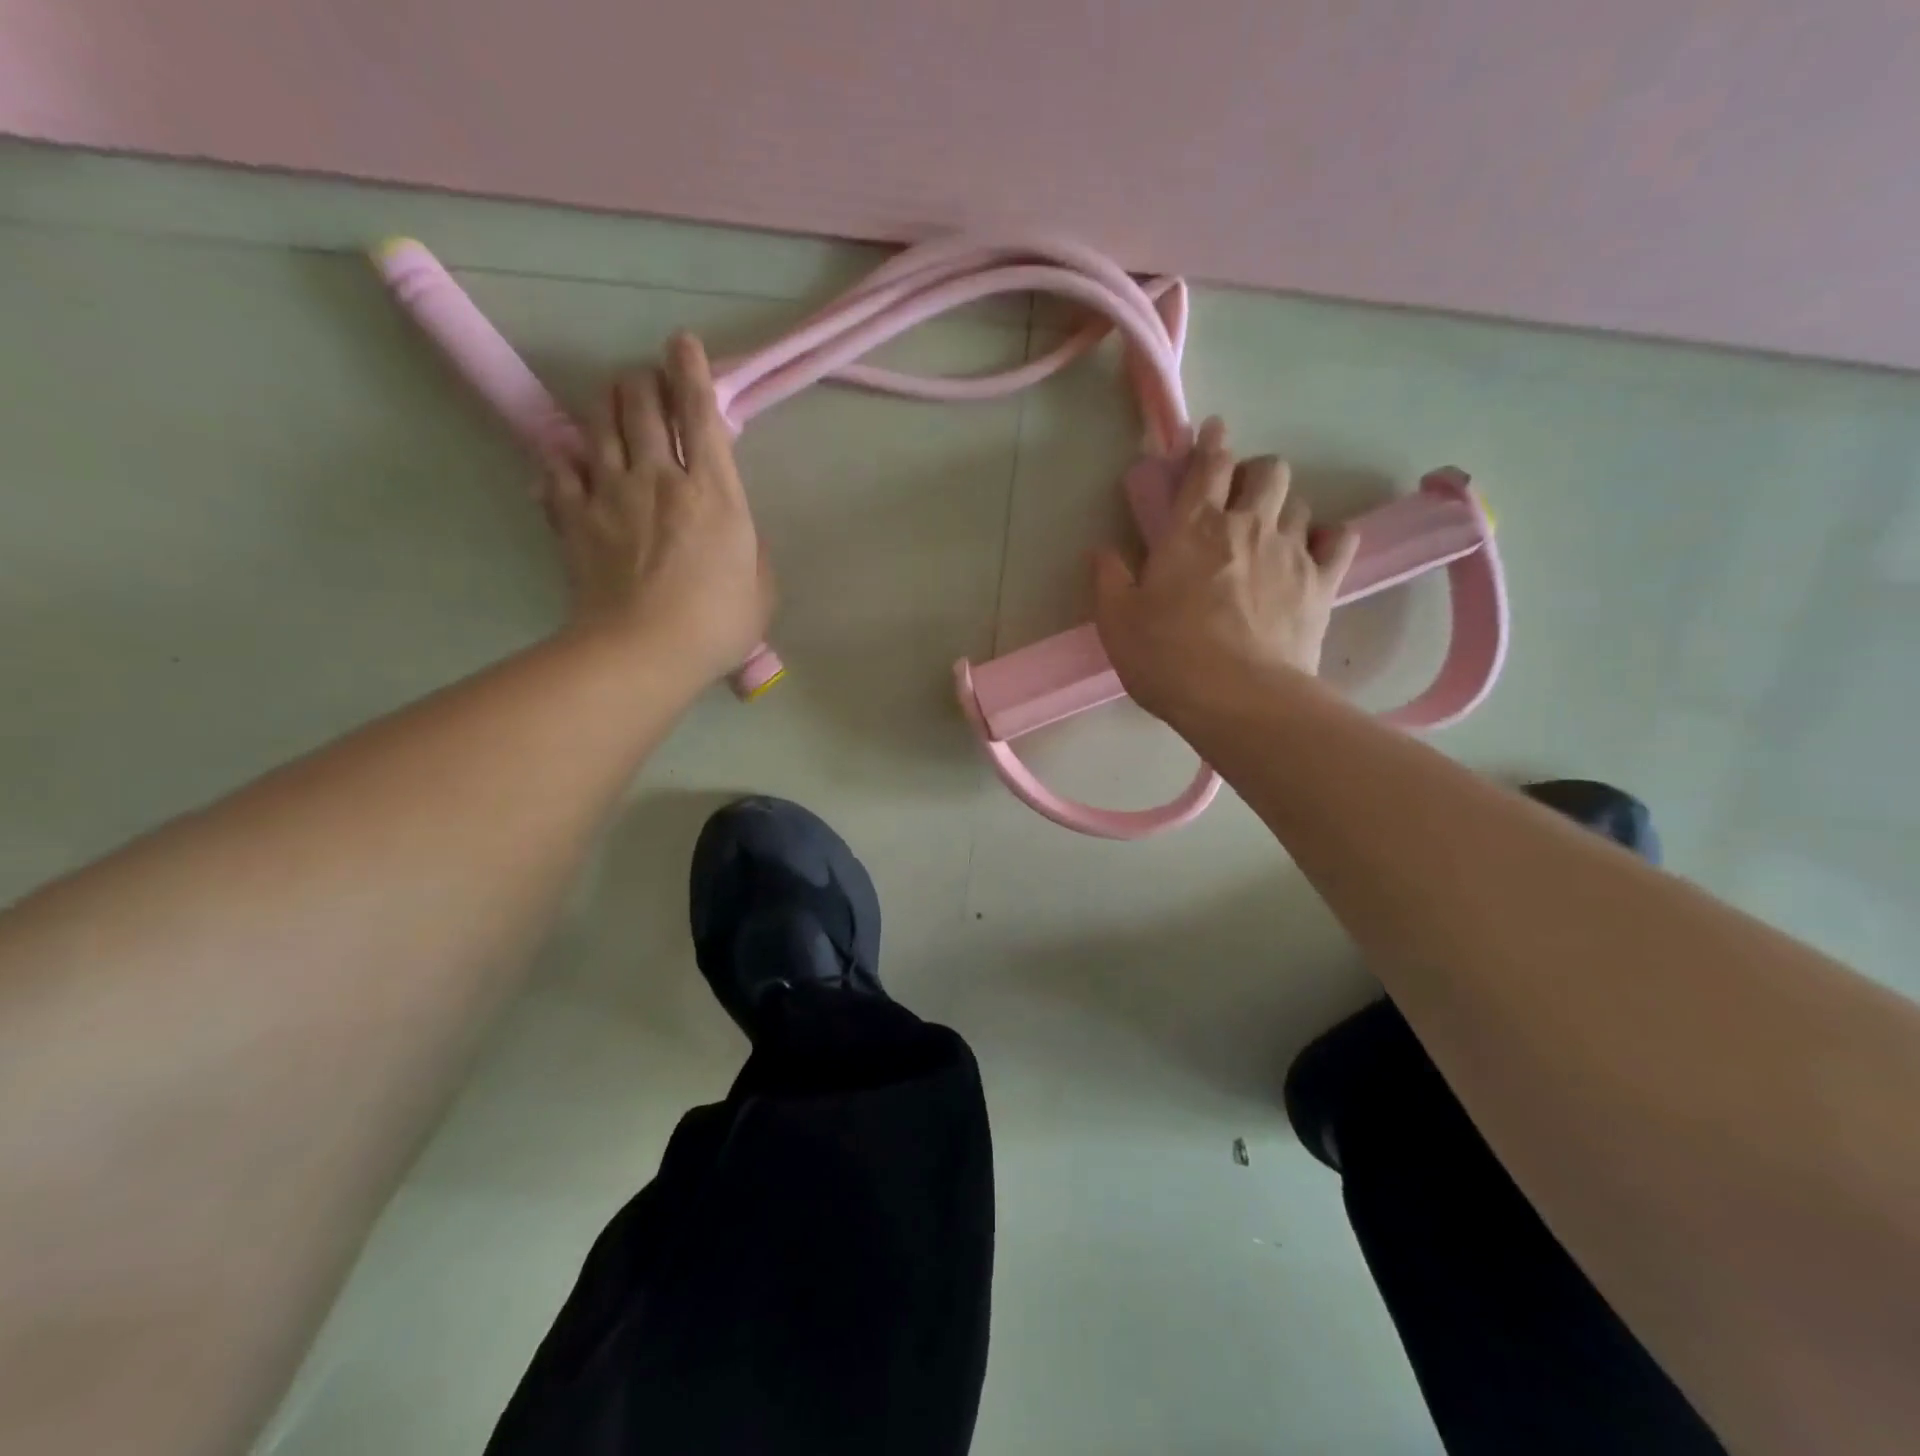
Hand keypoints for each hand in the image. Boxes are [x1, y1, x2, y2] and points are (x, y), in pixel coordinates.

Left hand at [540, 334, 772, 684]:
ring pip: (597, 423)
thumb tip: (736, 531)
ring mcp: (608, 493)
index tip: (683, 343)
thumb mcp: (762, 587)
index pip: (700, 412)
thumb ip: (751, 548)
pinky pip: (557, 470)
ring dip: (605, 404)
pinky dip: (562, 460)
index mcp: (713, 490)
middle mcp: (657, 476)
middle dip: (644, 380)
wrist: (644, 651)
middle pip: (640, 403)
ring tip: (610, 401)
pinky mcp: (572, 518)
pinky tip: (566, 461)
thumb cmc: (718, 624)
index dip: (692, 370)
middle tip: (647, 381)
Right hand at [1092, 418, 1359, 724]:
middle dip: (1254, 472)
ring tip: (1271, 529)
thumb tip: (1103, 551)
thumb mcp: (1118, 622)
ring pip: (1300, 501)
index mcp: (1192, 528)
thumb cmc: (1168, 657)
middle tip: (1239, 497)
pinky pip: (1339, 539)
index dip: (1210, 443)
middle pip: (1267, 471)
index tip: (1213, 431)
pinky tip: (1315, 548)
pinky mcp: (1322, 583)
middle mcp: (1246, 525)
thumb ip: (1108, 579)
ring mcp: (1291, 551)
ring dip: (1284, 507)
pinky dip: (1328, 536)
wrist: (1238, 698)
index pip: (1208, 466)